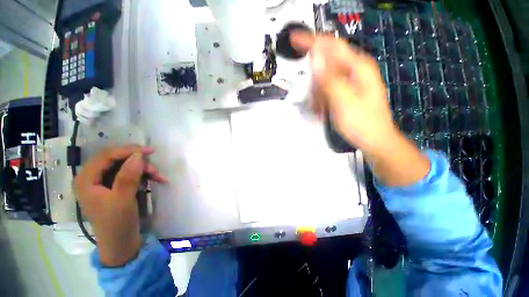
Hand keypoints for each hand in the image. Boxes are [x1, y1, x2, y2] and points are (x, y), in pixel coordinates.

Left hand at [74, 145, 167, 266]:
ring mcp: (103, 182)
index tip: (150, 151)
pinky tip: (156, 179)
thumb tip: (138, 155)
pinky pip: (130, 174)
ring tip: (159, 177)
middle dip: (138, 162)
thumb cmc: (117, 223)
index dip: (128, 151)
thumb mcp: (123, 200)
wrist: (121, 243)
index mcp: (86, 180)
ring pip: (126, 166)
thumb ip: (128, 176)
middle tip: (155, 168)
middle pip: (117, 160)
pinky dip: (144, 175)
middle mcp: (92, 178)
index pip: (106, 156)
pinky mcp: (114, 187)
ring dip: (144, 169)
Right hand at [291, 32, 429, 186]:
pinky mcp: (346, 92)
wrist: (374, 139)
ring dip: (318, 94)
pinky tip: (324, 109)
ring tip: (322, 109)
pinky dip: (322, 99)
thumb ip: (328, 78)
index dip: (311, 41)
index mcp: (358, 67)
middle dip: (316, 82)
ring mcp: (350, 82)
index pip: (331, 45)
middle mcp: (355, 71)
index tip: (294, 39)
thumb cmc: (362, 122)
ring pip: (324, 79)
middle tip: (316, 99)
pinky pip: (327, 89)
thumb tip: (316, 59)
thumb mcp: (342, 100)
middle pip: (326, 65)